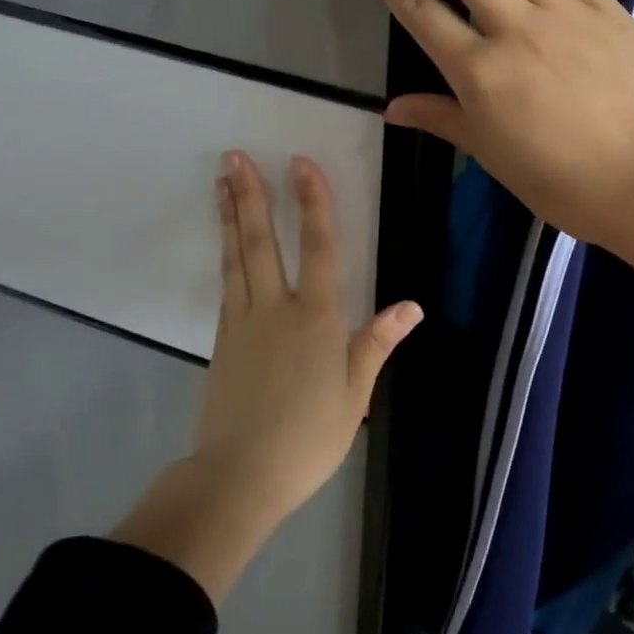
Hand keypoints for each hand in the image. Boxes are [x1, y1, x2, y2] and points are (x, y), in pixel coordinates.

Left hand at [198, 150, 419, 520]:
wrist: (238, 477)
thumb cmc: (308, 438)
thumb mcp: (354, 395)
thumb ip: (376, 344)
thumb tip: (412, 305)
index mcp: (316, 320)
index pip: (319, 249)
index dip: (314, 204)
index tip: (302, 164)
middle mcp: (276, 311)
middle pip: (262, 243)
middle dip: (252, 196)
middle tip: (236, 156)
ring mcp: (242, 323)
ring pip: (237, 258)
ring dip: (230, 216)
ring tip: (221, 180)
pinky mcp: (221, 341)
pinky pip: (226, 284)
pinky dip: (226, 255)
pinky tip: (226, 244)